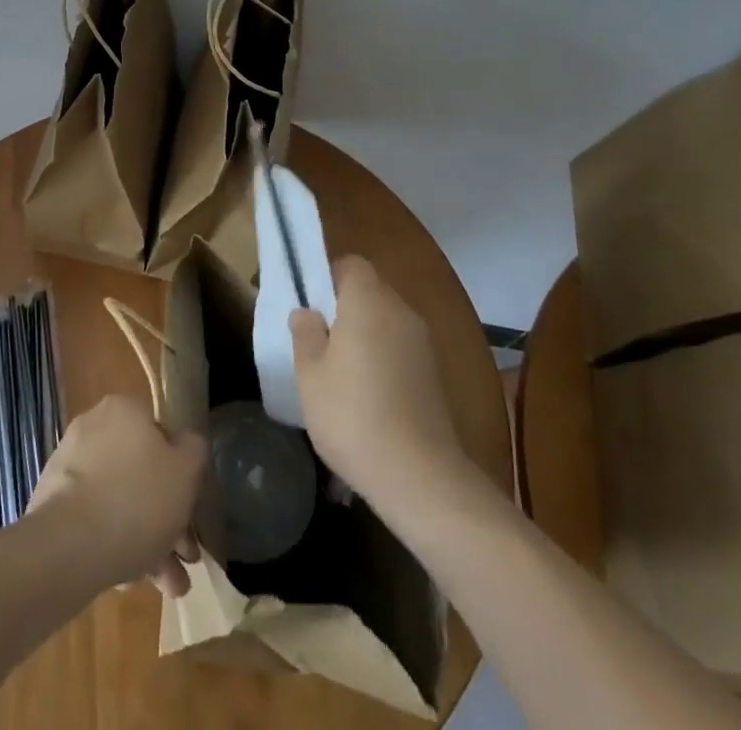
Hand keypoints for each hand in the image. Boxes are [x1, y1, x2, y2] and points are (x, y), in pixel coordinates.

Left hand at [28, 394, 206, 596]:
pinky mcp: (52, 504)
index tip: (192, 508)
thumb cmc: (136, 500)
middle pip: (141, 472)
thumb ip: (194, 450)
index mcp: (123, 410)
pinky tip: (133, 583)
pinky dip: (116, 545)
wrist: (66, 548)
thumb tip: (186, 445)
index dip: (181, 471)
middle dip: (167, 517)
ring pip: (120, 500)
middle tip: (185, 556)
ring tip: (169, 586)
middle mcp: (93, 428)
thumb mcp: (186, 471)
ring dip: (147, 539)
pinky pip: (94, 520)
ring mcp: (69, 467)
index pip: (160, 432)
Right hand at [292, 255, 468, 505]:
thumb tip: (307, 312)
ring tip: (340, 372)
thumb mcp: (310, 374)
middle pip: (370, 291)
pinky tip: (368, 395)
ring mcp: (423, 342)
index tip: (311, 305)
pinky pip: (401, 348)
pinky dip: (384, 358)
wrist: (420, 475)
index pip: (351, 264)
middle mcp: (401, 310)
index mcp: (368, 300)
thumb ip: (306, 334)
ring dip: (365, 334)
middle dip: (344, 307)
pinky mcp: (435, 373)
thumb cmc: (352, 415)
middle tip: (319, 340)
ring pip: (386, 321)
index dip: (328, 277)